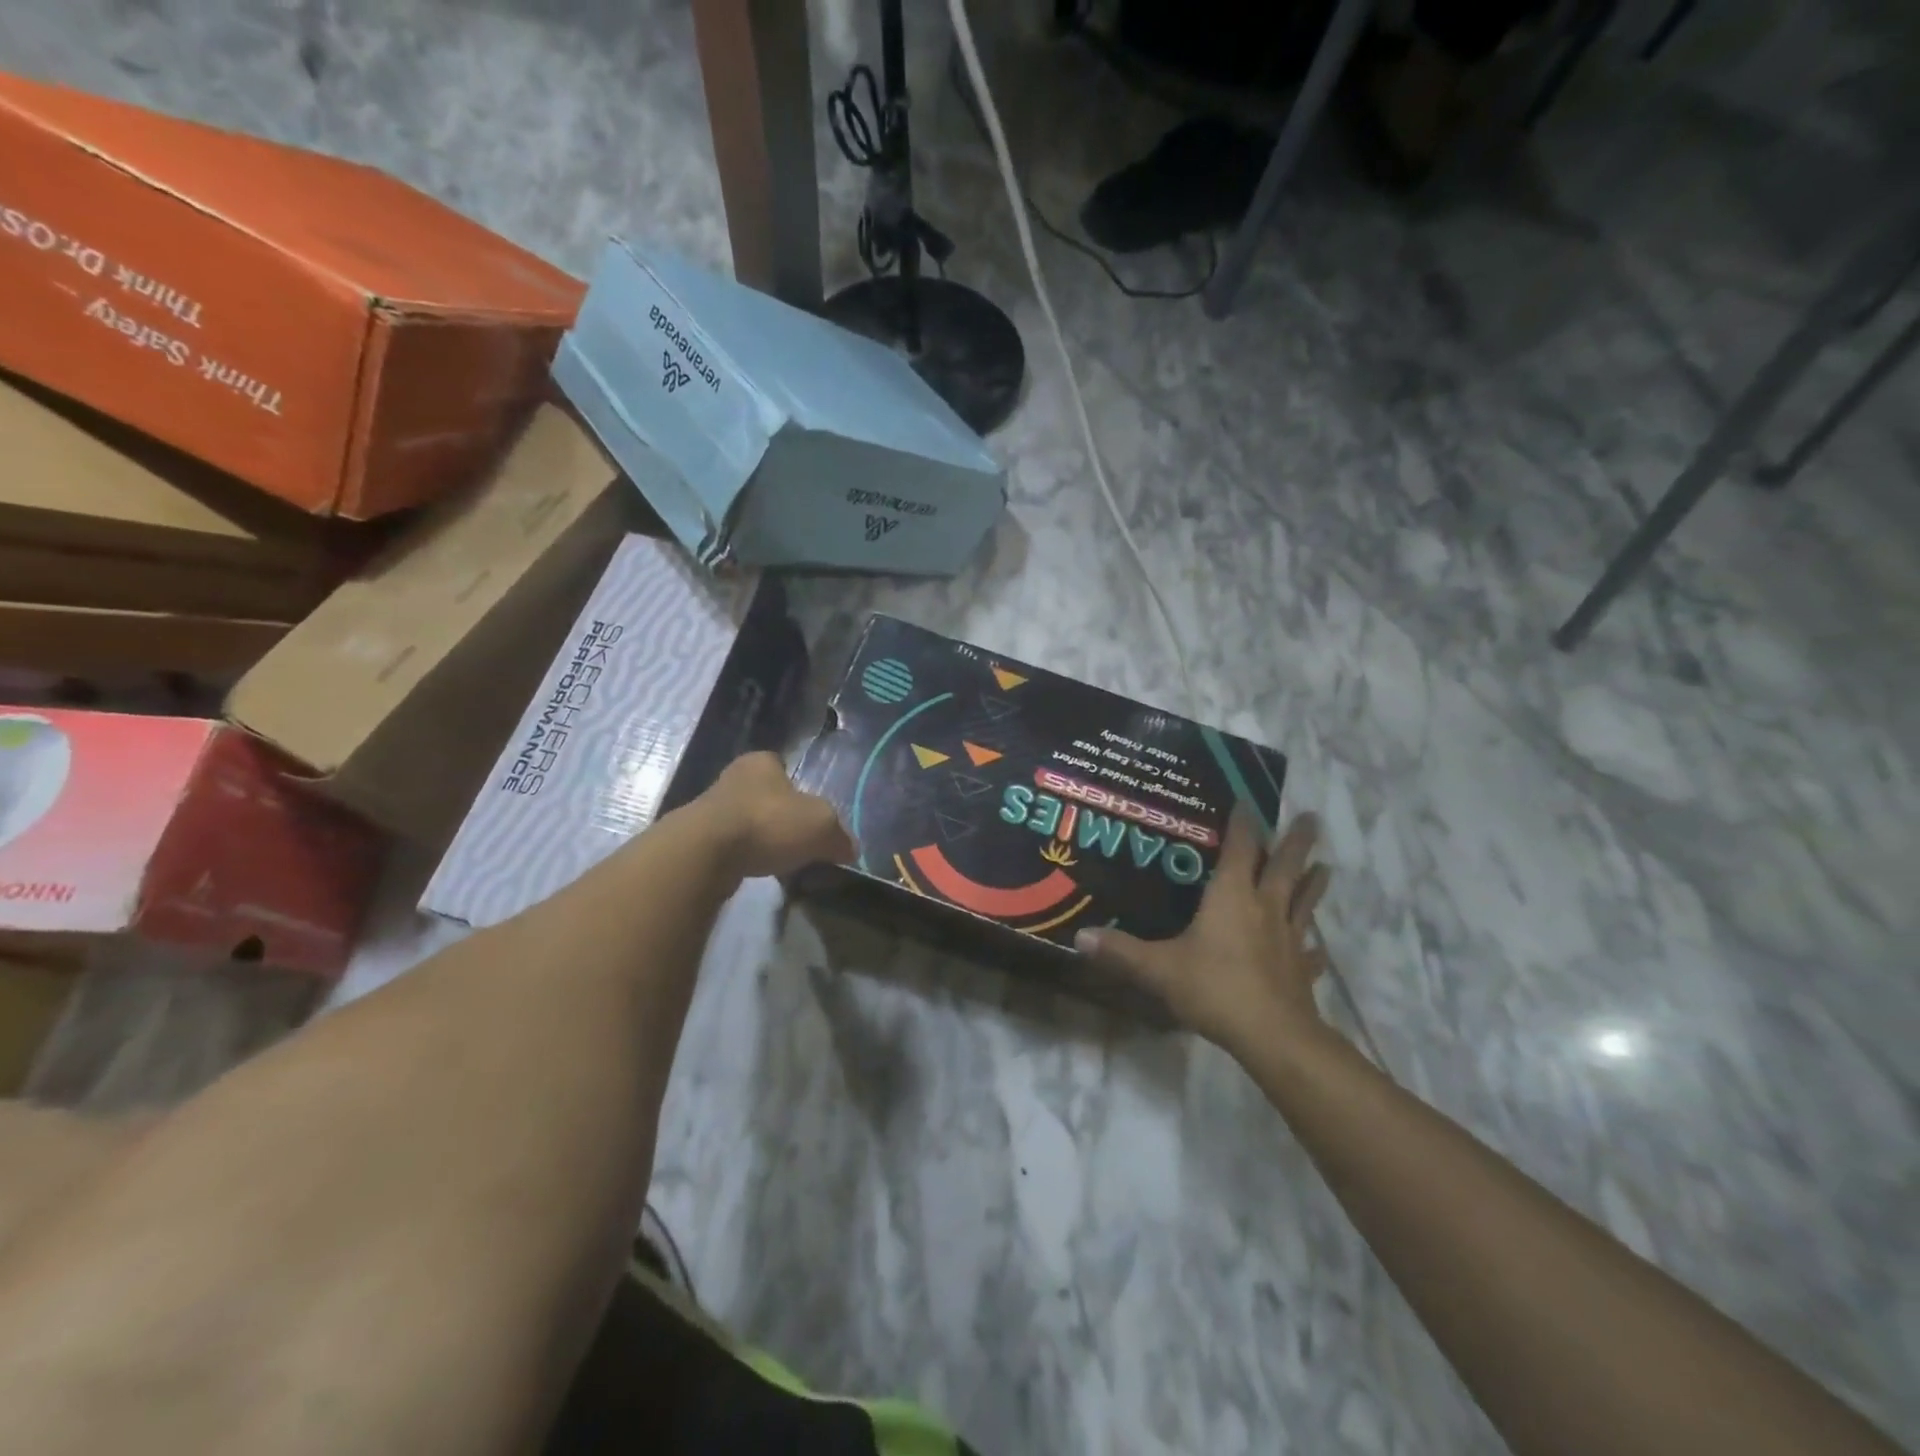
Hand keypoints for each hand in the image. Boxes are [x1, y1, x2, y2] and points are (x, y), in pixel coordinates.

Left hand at [693, 752, 854, 879]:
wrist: (705, 854)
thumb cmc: (768, 823)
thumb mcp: (822, 826)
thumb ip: (839, 836)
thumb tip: (850, 849)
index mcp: (761, 762)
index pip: (783, 767)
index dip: (799, 789)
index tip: (809, 814)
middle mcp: (732, 778)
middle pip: (765, 796)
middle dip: (780, 817)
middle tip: (799, 841)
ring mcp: (709, 809)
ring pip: (746, 822)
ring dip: (761, 839)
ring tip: (780, 863)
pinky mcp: (696, 840)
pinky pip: (730, 848)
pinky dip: (744, 858)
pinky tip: (757, 873)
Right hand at [1077, 811, 1330, 1061]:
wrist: (1272, 1036)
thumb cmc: (1214, 988)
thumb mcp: (1159, 969)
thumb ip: (1121, 951)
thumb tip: (1079, 936)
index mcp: (1232, 896)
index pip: (1241, 848)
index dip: (1243, 823)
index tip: (1246, 801)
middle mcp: (1265, 908)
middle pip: (1285, 866)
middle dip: (1296, 842)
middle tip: (1310, 818)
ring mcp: (1288, 938)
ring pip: (1304, 901)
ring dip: (1313, 882)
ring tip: (1325, 866)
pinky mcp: (1300, 970)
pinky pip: (1310, 952)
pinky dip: (1314, 947)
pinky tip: (1318, 949)